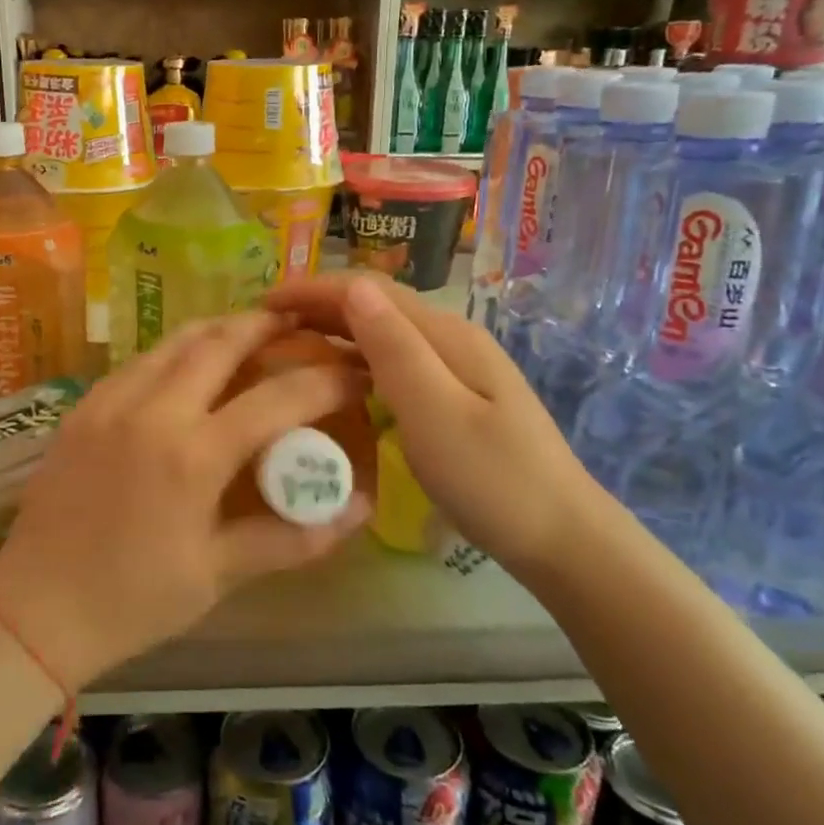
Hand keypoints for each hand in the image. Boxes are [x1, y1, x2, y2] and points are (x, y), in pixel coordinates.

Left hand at [0, 311, 371, 690]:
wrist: (34, 609)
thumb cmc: (132, 602)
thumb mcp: (218, 575)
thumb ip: (292, 537)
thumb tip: (359, 509)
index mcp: (192, 456)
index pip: (277, 398)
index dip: (327, 380)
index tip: (356, 372)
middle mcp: (152, 411)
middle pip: (221, 341)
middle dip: (268, 325)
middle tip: (300, 324)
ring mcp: (111, 401)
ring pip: (176, 340)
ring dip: (220, 328)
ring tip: (250, 329)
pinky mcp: (84, 406)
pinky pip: (141, 360)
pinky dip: (177, 349)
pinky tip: (190, 365)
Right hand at [265, 273, 597, 572]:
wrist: (561, 537)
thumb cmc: (493, 479)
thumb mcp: (435, 413)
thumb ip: (394, 348)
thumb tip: (355, 287)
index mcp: (445, 335)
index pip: (369, 290)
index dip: (313, 288)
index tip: (262, 302)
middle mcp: (450, 338)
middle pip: (377, 304)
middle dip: (319, 304)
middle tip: (266, 324)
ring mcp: (457, 367)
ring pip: (385, 332)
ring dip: (336, 329)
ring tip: (289, 344)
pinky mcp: (456, 395)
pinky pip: (396, 361)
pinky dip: (357, 358)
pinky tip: (339, 377)